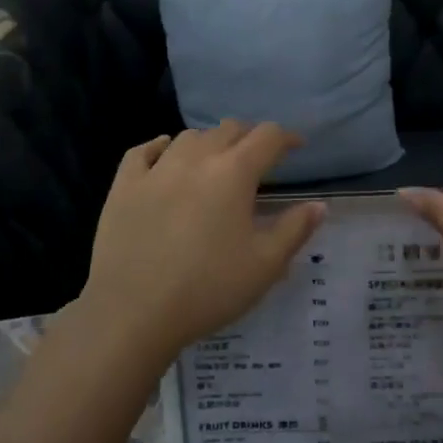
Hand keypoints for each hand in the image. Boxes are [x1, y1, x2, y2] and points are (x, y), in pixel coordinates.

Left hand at [73, 121, 324, 369]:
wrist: (133, 312)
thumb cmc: (209, 289)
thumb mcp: (265, 265)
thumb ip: (295, 229)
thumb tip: (318, 205)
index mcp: (234, 173)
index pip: (267, 137)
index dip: (287, 137)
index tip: (296, 147)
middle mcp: (196, 159)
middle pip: (228, 129)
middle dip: (249, 137)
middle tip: (258, 158)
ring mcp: (155, 170)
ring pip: (188, 137)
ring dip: (209, 142)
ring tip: (215, 161)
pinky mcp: (123, 186)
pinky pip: (143, 151)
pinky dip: (161, 146)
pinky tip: (165, 153)